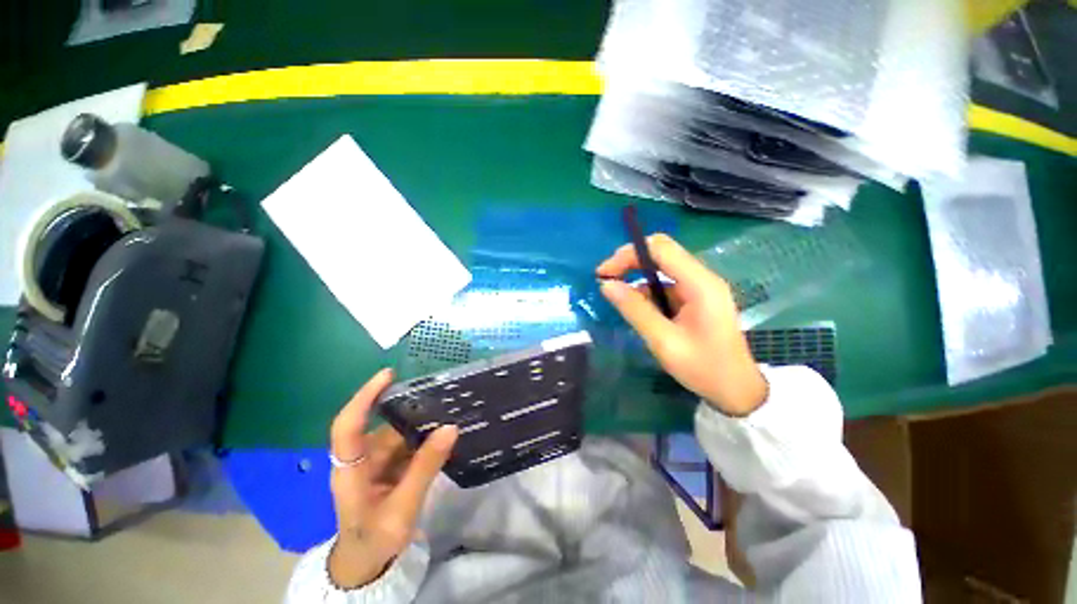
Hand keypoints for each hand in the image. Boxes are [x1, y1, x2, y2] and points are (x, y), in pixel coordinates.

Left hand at [326, 369, 458, 587]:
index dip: (365, 397)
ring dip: (423, 425)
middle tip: (443, 397)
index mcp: (351, 469)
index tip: (388, 375)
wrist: (367, 564)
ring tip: (450, 412)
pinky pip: (408, 445)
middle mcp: (361, 458)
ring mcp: (375, 462)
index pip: (348, 425)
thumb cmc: (375, 540)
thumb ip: (425, 468)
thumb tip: (450, 427)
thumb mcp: (402, 508)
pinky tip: (445, 434)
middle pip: (385, 426)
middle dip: (411, 410)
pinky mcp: (388, 467)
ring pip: (400, 434)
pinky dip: (425, 439)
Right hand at [597, 234, 767, 415]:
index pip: (660, 248)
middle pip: (661, 253)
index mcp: (700, 284)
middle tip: (607, 282)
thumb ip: (634, 310)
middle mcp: (702, 278)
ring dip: (638, 280)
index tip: (604, 273)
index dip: (628, 254)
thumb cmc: (703, 368)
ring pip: (662, 270)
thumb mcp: (663, 341)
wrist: (737, 391)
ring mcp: (700, 288)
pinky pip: (667, 286)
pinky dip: (648, 294)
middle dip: (630, 263)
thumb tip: (606, 285)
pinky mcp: (697, 298)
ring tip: (621, 302)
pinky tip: (641, 312)